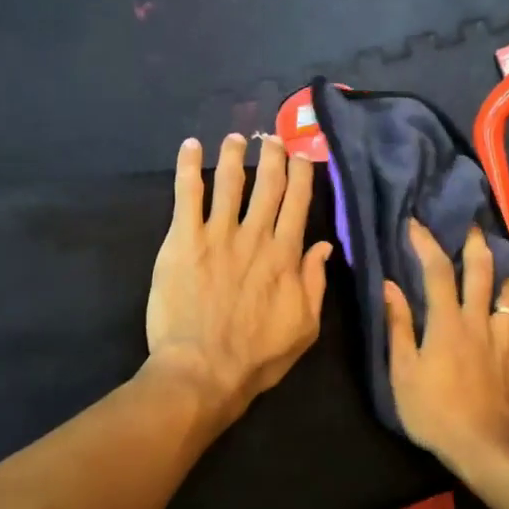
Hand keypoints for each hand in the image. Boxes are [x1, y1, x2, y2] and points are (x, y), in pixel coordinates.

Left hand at [145, 133, 332, 427]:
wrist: (202, 371)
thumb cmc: (257, 356)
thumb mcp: (305, 327)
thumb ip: (315, 282)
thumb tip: (325, 245)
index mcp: (285, 255)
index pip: (298, 202)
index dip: (302, 174)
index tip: (303, 155)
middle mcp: (254, 235)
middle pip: (267, 184)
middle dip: (272, 155)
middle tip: (273, 137)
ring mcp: (216, 234)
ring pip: (228, 181)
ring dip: (234, 155)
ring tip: (236, 138)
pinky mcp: (182, 240)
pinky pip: (186, 194)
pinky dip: (187, 167)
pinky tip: (190, 146)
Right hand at [384, 219, 508, 476]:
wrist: (485, 446)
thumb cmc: (434, 412)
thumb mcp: (403, 373)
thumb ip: (398, 327)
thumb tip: (390, 287)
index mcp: (447, 324)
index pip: (437, 271)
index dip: (426, 243)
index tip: (415, 224)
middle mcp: (479, 321)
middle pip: (481, 271)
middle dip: (475, 244)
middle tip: (471, 225)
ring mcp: (503, 338)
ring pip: (507, 292)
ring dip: (500, 270)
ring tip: (496, 259)